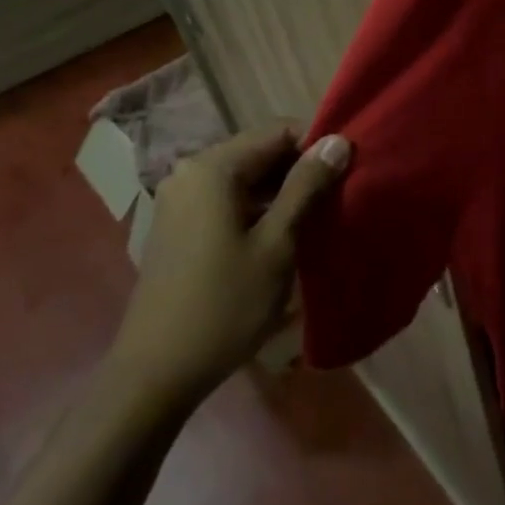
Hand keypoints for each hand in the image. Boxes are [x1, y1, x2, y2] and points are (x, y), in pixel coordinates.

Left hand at [108, 126, 350, 406]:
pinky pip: (229, 198)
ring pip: (247, 177)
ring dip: (283, 191)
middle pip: (261, 151)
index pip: (279, 131)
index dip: (317, 147)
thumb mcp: (277, 243)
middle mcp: (190, 173)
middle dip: (301, 169)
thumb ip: (307, 187)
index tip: (348, 173)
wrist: (157, 373)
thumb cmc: (224, 305)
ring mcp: (180, 200)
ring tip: (317, 217)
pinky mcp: (179, 225)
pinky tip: (283, 234)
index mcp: (213, 168)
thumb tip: (338, 141)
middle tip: (337, 198)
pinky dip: (259, 207)